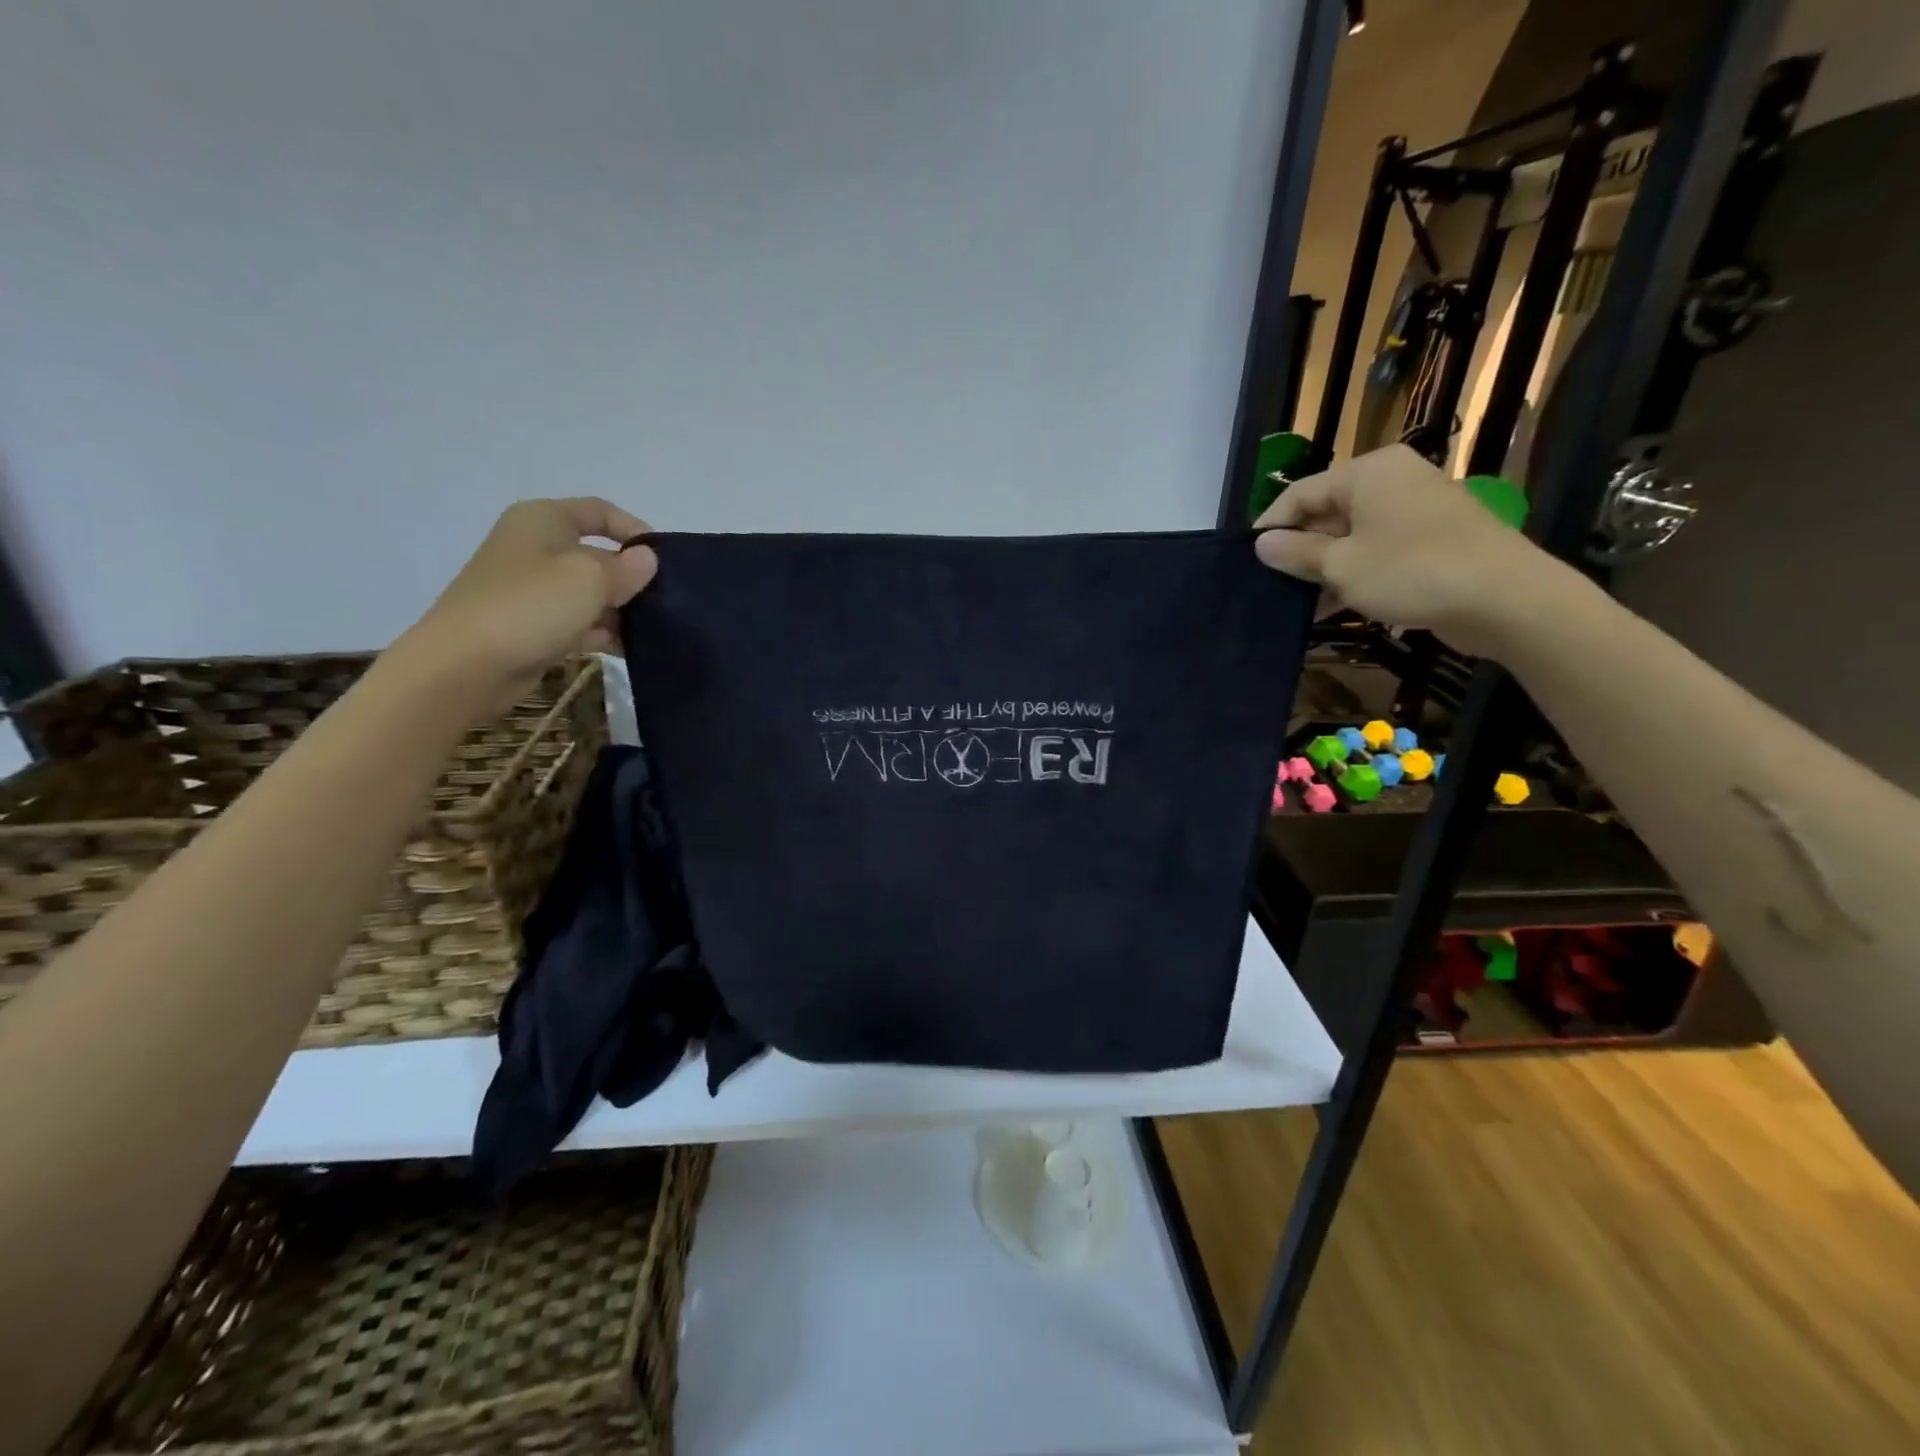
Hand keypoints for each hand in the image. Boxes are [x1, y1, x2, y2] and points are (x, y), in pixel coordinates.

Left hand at [397, 498, 657, 712]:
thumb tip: (647, 559)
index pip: (599, 511)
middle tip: (666, 601)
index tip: (665, 558)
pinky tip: (627, 648)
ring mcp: (534, 590)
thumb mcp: (590, 579)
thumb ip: (627, 568)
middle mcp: (536, 548)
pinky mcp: (534, 627)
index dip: (634, 529)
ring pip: (591, 593)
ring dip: (621, 609)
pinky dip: (602, 633)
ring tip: (654, 629)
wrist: (466, 666)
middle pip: (598, 555)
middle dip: (631, 576)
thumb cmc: (530, 606)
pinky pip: (579, 623)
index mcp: (543, 520)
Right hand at [1253, 445, 1557, 656]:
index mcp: (1368, 473)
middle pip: (1327, 512)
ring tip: (1295, 603)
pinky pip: (1377, 551)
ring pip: (1351, 536)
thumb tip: (1260, 544)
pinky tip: (1330, 607)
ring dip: (1323, 569)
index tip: (1247, 560)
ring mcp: (1415, 510)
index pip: (1301, 493)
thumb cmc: (1411, 571)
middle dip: (1298, 551)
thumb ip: (1296, 553)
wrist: (1504, 598)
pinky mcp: (1431, 540)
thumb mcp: (1341, 566)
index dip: (1270, 527)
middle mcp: (1392, 481)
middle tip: (1270, 585)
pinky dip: (1353, 575)